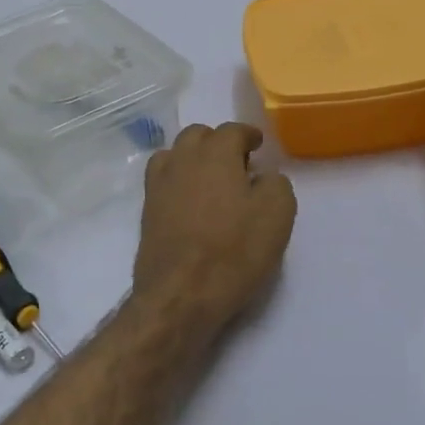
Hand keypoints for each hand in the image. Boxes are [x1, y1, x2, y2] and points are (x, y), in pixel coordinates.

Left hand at [134, 122, 296, 340]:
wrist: (181, 294)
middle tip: (237, 162)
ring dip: (193, 157)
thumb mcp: (277, 215)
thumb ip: (276, 184)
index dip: (247, 135)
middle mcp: (182, 160)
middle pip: (198, 135)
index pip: (232, 130)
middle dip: (218, 142)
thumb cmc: (234, 251)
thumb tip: (263, 177)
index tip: (258, 144)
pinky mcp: (147, 210)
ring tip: (210, 178)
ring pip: (175, 153)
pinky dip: (177, 178)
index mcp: (215, 154)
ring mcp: (159, 184)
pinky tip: (190, 199)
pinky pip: (162, 179)